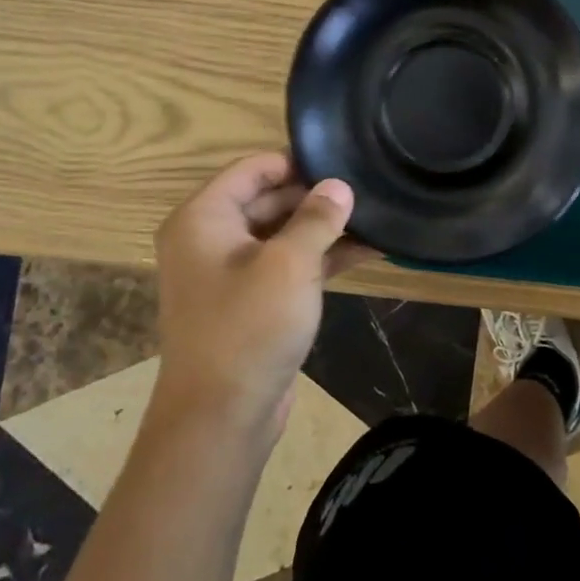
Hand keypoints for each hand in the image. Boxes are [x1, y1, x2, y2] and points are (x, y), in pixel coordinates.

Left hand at [150, 153, 372, 432]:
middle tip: (366, 191)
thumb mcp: (290, 264)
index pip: (253, 168)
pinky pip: (286, 265)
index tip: (343, 162)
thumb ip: (318, 217)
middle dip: (316, 197)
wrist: (220, 418)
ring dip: (324, 229)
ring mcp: (230, 273)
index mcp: (203, 218)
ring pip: (282, 234)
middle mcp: (210, 239)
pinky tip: (365, 252)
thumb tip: (339, 185)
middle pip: (268, 199)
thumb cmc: (249, 327)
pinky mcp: (250, 302)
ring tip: (375, 218)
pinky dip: (320, 258)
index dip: (297, 162)